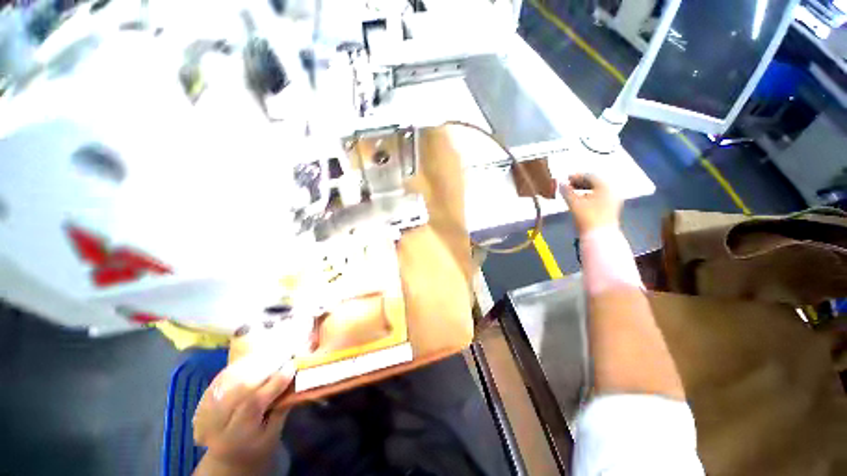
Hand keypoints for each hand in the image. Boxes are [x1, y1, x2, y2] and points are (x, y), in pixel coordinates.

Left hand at [193, 355, 295, 469]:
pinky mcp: (203, 398)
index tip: (293, 364)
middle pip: (239, 386)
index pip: (253, 403)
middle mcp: (215, 422)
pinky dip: (242, 363)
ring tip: (275, 352)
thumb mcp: (273, 434)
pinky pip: (224, 375)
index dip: (274, 382)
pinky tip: (257, 357)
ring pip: (231, 377)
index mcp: (235, 436)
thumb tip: (296, 379)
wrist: (226, 457)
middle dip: (266, 366)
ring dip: (255, 361)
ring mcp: (206, 408)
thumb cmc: (256, 447)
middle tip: (286, 353)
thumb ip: (281, 407)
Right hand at [558, 174, 620, 234]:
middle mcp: (612, 191)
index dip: (576, 176)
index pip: (590, 175)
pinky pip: (599, 197)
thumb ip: (566, 191)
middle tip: (567, 185)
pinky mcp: (611, 209)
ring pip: (597, 190)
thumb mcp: (574, 203)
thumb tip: (559, 182)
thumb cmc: (587, 217)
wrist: (599, 237)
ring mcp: (613, 200)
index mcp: (606, 186)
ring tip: (571, 193)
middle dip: (580, 183)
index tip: (565, 178)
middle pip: (595, 182)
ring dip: (583, 190)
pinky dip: (588, 196)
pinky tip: (580, 201)